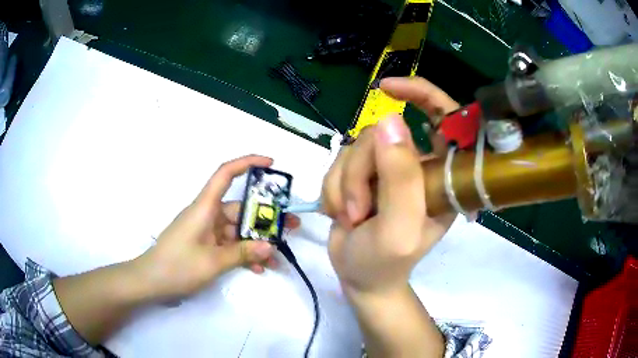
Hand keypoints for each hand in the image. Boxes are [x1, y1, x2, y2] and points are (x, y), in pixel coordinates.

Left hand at [133, 155, 299, 300]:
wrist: (151, 282)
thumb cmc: (177, 266)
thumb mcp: (212, 262)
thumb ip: (242, 253)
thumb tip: (271, 247)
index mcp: (205, 207)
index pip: (225, 174)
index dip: (247, 163)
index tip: (270, 163)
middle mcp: (208, 215)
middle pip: (240, 209)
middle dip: (266, 218)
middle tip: (291, 227)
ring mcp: (207, 232)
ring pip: (238, 231)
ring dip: (256, 243)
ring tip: (279, 256)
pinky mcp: (206, 246)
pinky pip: (230, 246)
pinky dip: (243, 254)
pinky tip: (259, 269)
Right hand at [322, 77, 458, 295]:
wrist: (359, 278)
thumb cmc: (386, 262)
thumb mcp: (398, 228)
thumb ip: (400, 178)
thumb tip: (388, 120)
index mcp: (442, 176)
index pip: (445, 117)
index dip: (421, 93)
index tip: (387, 90)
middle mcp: (418, 165)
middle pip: (383, 134)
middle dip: (361, 171)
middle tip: (359, 210)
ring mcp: (388, 168)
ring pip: (356, 147)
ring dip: (345, 184)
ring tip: (351, 217)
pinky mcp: (363, 173)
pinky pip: (339, 160)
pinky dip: (333, 188)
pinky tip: (341, 212)